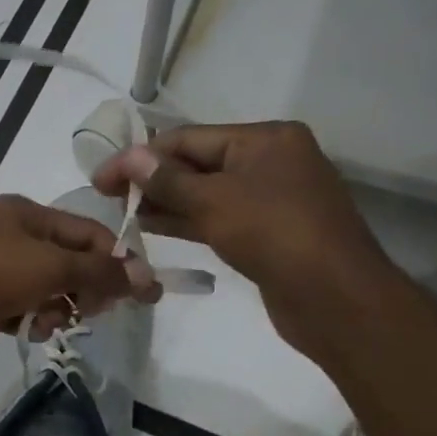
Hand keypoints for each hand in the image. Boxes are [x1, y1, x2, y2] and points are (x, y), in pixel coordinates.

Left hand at [0, 194, 159, 374]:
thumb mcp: (50, 267)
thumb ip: (100, 271)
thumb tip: (148, 277)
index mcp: (25, 213)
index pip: (87, 231)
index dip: (117, 260)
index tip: (142, 296)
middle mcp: (9, 234)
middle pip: (67, 260)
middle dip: (83, 287)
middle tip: (86, 313)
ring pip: (44, 288)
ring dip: (55, 308)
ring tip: (45, 324)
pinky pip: (20, 307)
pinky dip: (28, 319)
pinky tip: (24, 331)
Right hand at [93, 121, 398, 359]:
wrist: (334, 297)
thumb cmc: (274, 234)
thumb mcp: (214, 201)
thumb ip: (166, 180)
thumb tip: (128, 157)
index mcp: (265, 139)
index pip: (188, 138)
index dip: (141, 156)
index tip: (101, 177)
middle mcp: (269, 161)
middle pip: (197, 163)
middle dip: (152, 179)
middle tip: (107, 197)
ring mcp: (270, 198)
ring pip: (205, 193)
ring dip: (164, 202)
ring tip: (122, 213)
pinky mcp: (266, 231)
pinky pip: (217, 217)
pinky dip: (185, 220)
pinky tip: (151, 227)